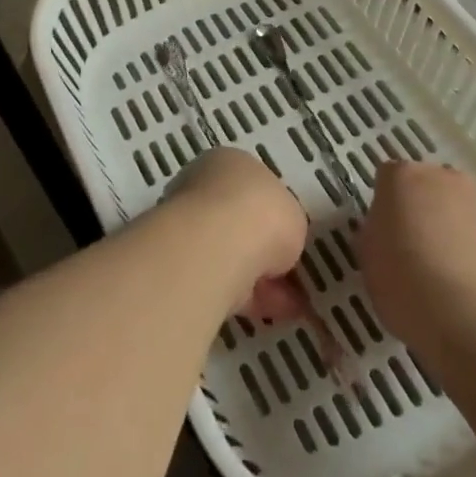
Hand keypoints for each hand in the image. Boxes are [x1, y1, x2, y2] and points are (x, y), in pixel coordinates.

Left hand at [165, 147, 307, 318]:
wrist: (218, 246)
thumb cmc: (261, 213)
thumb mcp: (293, 213)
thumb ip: (286, 225)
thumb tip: (279, 245)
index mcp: (228, 162)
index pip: (251, 186)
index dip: (272, 213)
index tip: (289, 238)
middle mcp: (202, 188)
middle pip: (237, 220)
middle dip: (263, 248)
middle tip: (290, 275)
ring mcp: (188, 226)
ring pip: (229, 253)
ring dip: (258, 277)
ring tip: (290, 304)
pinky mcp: (182, 265)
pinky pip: (223, 281)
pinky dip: (248, 298)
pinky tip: (273, 314)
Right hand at [358, 161, 475, 362]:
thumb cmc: (407, 285)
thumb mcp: (369, 261)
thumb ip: (374, 234)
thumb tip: (384, 231)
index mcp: (402, 177)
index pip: (386, 178)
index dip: (384, 206)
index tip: (383, 235)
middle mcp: (442, 176)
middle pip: (425, 186)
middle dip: (418, 209)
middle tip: (412, 250)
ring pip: (456, 207)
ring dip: (449, 227)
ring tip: (445, 272)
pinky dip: (475, 248)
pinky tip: (471, 283)